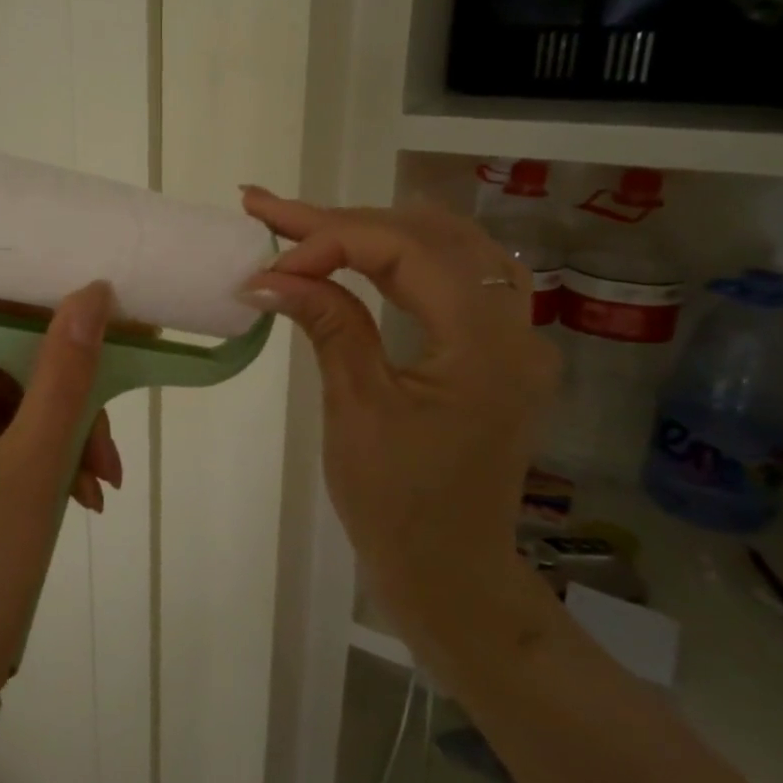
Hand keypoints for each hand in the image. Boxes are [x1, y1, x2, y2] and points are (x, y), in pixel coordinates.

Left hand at [0, 280, 121, 725]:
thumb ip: (65, 374)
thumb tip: (91, 293)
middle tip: (105, 395)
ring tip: (105, 471)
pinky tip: (90, 489)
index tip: (34, 276)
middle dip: (53, 367)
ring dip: (63, 417)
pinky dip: (51, 446)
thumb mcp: (35, 461)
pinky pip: (12, 428)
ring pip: (9, 390)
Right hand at [239, 189, 558, 678]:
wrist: (450, 571)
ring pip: (444, 247)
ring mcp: (511, 336)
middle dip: (342, 221)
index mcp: (484, 345)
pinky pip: (452, 278)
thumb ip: (326, 325)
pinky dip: (399, 257)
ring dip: (372, 230)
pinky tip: (358, 252)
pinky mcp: (493, 350)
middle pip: (428, 236)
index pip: (408, 252)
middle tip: (269, 210)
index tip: (269, 259)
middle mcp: (513, 327)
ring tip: (302, 223)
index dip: (332, 240)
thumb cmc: (398, 505)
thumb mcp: (356, 410)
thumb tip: (269, 274)